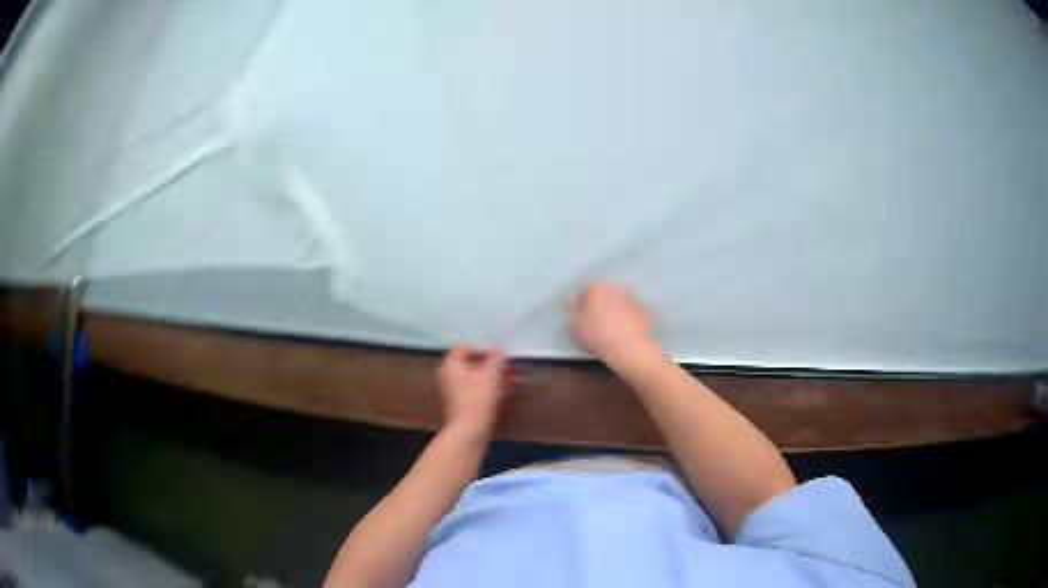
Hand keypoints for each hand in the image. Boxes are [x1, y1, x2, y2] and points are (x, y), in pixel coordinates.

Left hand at [436, 345, 510, 435]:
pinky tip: (513, 390)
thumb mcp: (490, 374)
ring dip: (499, 377)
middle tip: (513, 367)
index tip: (498, 356)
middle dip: (495, 365)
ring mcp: (458, 393)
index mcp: (451, 366)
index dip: (482, 349)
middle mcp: (451, 377)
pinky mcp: (466, 407)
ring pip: (480, 380)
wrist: (469, 432)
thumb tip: (499, 348)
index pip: (463, 348)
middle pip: (474, 365)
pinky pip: (481, 392)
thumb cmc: (477, 398)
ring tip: (519, 378)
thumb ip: (496, 358)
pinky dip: (495, 389)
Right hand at [567, 280, 659, 365]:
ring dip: (614, 309)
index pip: (585, 289)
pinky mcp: (645, 311)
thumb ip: (572, 310)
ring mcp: (633, 298)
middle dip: (599, 303)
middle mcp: (616, 287)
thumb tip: (567, 301)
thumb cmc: (598, 334)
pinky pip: (631, 312)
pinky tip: (624, 331)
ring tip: (610, 328)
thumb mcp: (576, 325)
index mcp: (598, 287)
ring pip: (619, 301)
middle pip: (604, 293)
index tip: (579, 315)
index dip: (581, 302)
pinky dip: (627, 318)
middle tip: (595, 321)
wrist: (630, 348)